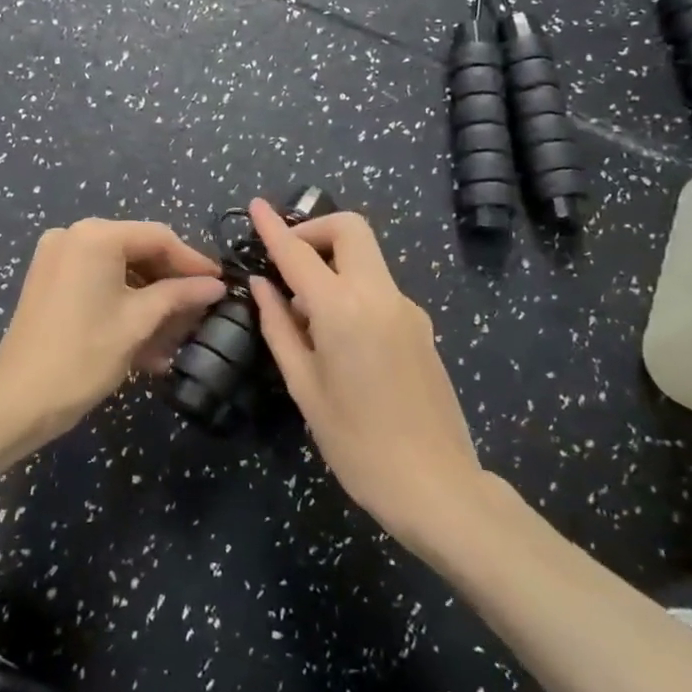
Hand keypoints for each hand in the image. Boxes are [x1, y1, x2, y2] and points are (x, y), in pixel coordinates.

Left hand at [0, 219, 227, 437]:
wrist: (19, 400)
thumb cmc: (84, 355)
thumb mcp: (138, 322)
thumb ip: (179, 295)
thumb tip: (215, 285)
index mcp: (94, 236)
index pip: (157, 237)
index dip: (192, 261)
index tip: (220, 284)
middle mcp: (72, 235)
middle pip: (137, 250)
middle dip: (169, 282)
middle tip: (201, 308)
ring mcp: (56, 258)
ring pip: (118, 270)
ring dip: (148, 298)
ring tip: (177, 332)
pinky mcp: (48, 281)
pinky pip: (96, 282)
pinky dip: (122, 303)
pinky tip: (147, 338)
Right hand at [246, 200, 480, 551]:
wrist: (436, 486)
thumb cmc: (356, 443)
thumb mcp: (304, 387)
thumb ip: (279, 327)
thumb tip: (263, 285)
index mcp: (343, 310)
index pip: (299, 253)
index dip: (273, 227)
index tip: (255, 205)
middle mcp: (380, 295)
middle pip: (350, 230)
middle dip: (314, 230)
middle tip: (286, 261)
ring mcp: (407, 308)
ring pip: (365, 258)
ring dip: (331, 264)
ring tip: (303, 315)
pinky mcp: (421, 326)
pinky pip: (378, 288)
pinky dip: (350, 290)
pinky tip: (336, 337)